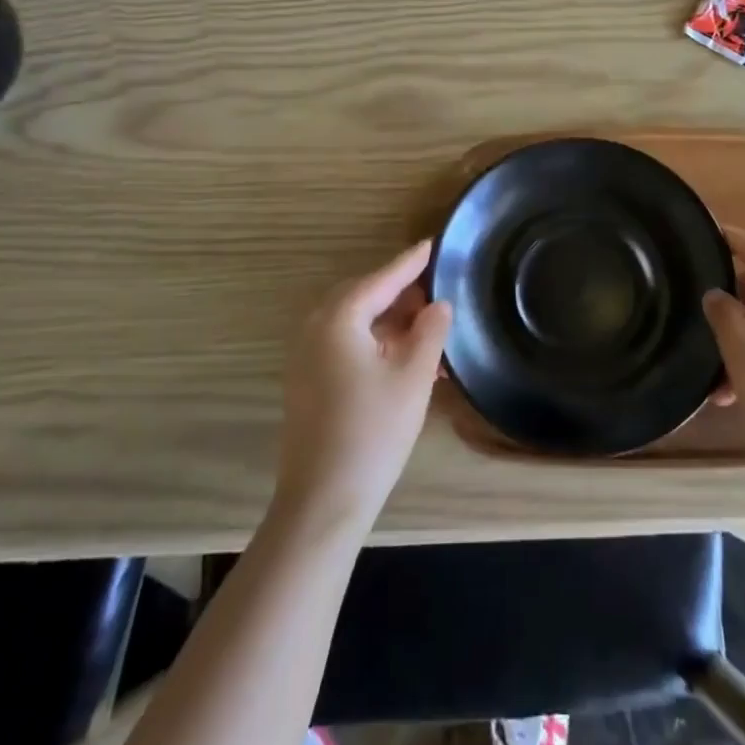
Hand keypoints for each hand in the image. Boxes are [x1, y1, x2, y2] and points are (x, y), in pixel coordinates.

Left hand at [275, 239, 452, 534]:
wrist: (323, 500)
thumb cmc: (373, 431)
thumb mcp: (413, 376)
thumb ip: (430, 331)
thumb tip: (437, 305)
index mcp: (338, 319)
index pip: (382, 279)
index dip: (411, 262)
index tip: (434, 244)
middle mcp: (315, 328)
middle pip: (364, 296)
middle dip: (401, 293)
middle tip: (436, 292)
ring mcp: (307, 357)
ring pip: (355, 323)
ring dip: (391, 322)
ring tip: (429, 331)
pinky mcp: (308, 381)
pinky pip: (346, 345)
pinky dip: (376, 344)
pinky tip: (406, 360)